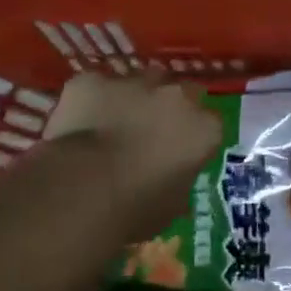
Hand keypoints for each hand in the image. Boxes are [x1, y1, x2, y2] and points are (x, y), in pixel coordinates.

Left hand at [43, 72, 221, 242]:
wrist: (81, 190)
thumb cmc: (135, 209)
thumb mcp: (173, 204)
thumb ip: (180, 178)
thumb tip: (172, 177)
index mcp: (204, 128)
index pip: (210, 123)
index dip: (194, 136)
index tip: (181, 151)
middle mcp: (176, 96)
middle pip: (180, 92)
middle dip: (169, 108)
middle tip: (150, 132)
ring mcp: (133, 82)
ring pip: (140, 82)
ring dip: (133, 98)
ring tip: (113, 124)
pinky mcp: (92, 80)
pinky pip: (95, 86)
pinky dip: (91, 100)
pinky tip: (80, 122)